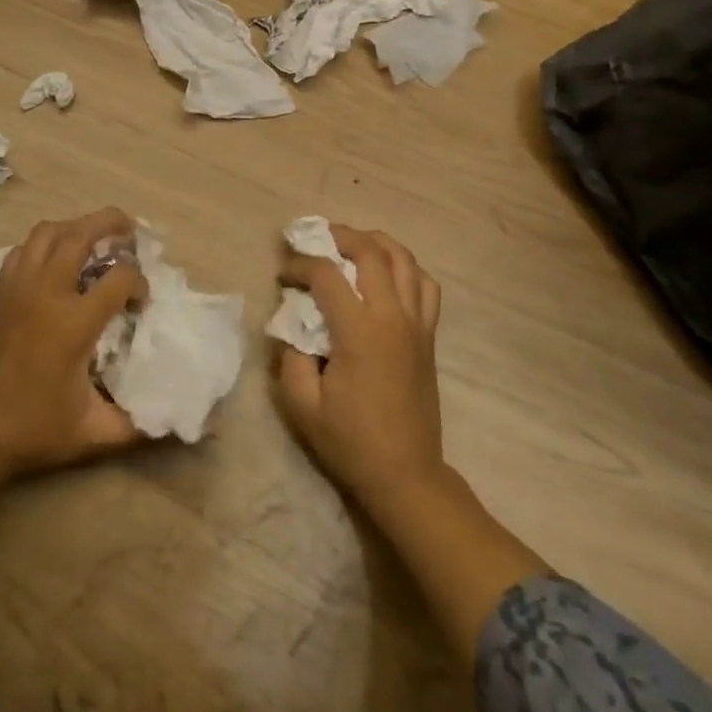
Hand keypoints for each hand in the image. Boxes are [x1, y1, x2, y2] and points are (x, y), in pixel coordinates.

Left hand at [0, 207, 146, 478]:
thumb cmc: (33, 432)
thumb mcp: (93, 434)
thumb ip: (137, 425)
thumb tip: (174, 418)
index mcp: (73, 324)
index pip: (120, 277)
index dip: (140, 283)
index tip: (140, 304)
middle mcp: (45, 294)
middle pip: (81, 234)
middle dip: (111, 223)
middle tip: (130, 229)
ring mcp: (17, 288)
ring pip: (47, 232)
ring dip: (75, 226)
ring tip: (94, 237)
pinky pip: (23, 249)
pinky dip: (44, 244)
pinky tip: (56, 260)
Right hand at [274, 225, 446, 514]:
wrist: (406, 475)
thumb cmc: (350, 442)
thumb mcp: (302, 404)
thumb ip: (290, 355)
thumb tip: (292, 322)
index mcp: (359, 331)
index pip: (327, 274)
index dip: (300, 265)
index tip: (283, 275)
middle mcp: (392, 316)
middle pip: (370, 251)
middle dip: (339, 236)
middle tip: (316, 239)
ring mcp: (417, 323)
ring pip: (404, 259)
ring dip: (375, 242)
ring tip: (351, 244)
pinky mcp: (429, 335)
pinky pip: (425, 285)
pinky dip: (406, 267)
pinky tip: (388, 274)